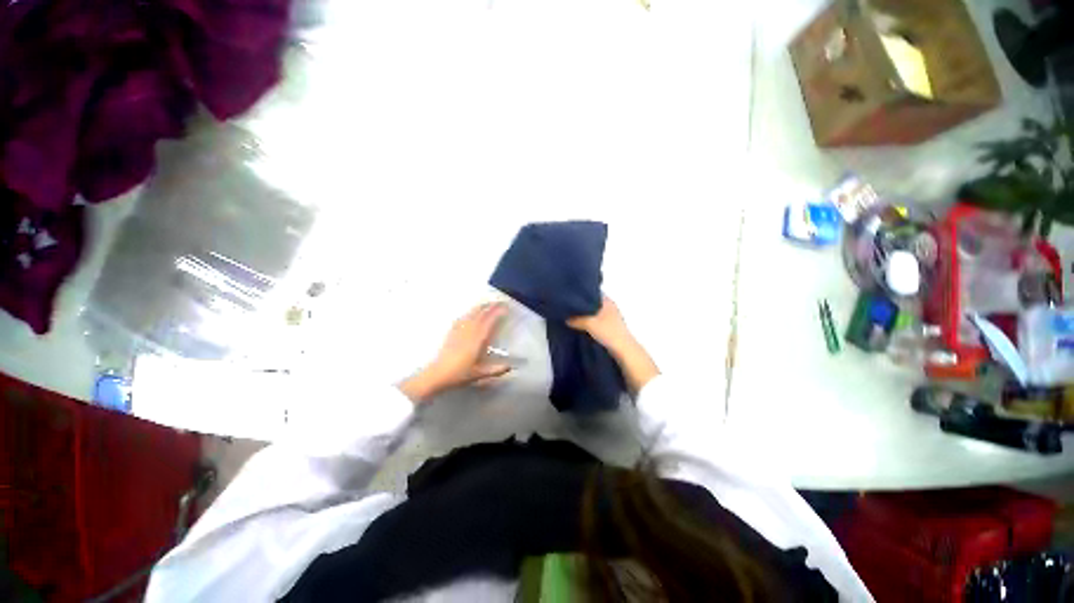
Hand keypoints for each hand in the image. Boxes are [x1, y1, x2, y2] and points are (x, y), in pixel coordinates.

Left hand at [400, 303, 511, 402]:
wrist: (437, 374)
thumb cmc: (459, 374)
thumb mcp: (479, 374)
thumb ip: (495, 370)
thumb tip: (509, 367)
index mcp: (477, 339)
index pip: (489, 321)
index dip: (498, 312)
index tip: (506, 308)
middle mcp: (469, 331)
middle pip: (481, 314)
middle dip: (491, 306)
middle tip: (499, 302)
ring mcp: (459, 330)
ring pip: (471, 314)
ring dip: (480, 307)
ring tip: (487, 303)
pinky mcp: (452, 332)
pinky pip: (462, 318)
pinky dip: (469, 313)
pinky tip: (470, 313)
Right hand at [568, 295, 658, 392]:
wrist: (623, 351)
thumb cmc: (608, 332)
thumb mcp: (589, 323)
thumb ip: (576, 319)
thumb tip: (566, 318)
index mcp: (608, 302)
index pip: (592, 292)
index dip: (581, 292)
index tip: (569, 294)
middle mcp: (609, 308)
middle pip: (591, 303)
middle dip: (580, 305)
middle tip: (566, 305)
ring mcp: (609, 319)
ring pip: (592, 313)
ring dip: (583, 315)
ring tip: (569, 315)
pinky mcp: (608, 329)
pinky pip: (594, 322)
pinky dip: (586, 323)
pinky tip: (577, 326)